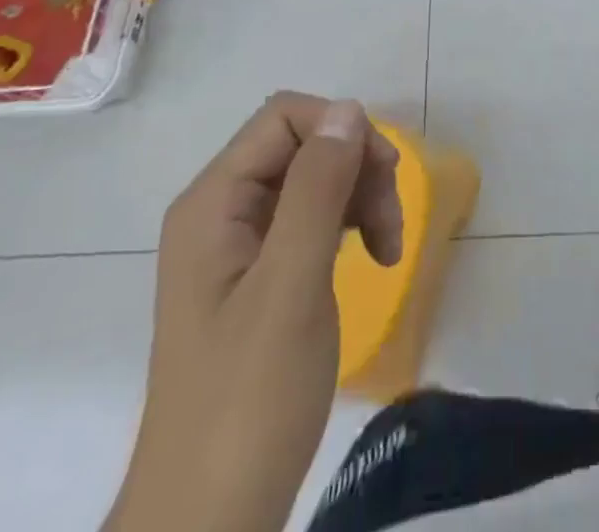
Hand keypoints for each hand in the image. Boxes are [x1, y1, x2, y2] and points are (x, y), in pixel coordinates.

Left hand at [107, 94, 402, 531]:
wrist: (207, 525)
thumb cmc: (248, 402)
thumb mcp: (291, 287)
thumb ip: (317, 190)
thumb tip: (347, 109)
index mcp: (213, 202)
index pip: (284, 117)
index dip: (340, 130)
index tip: (383, 176)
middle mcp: (220, 210)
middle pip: (302, 145)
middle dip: (355, 168)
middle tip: (390, 225)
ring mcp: (238, 244)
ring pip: (313, 179)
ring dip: (359, 198)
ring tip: (389, 249)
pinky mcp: (258, 275)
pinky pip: (310, 218)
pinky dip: (347, 226)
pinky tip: (371, 256)